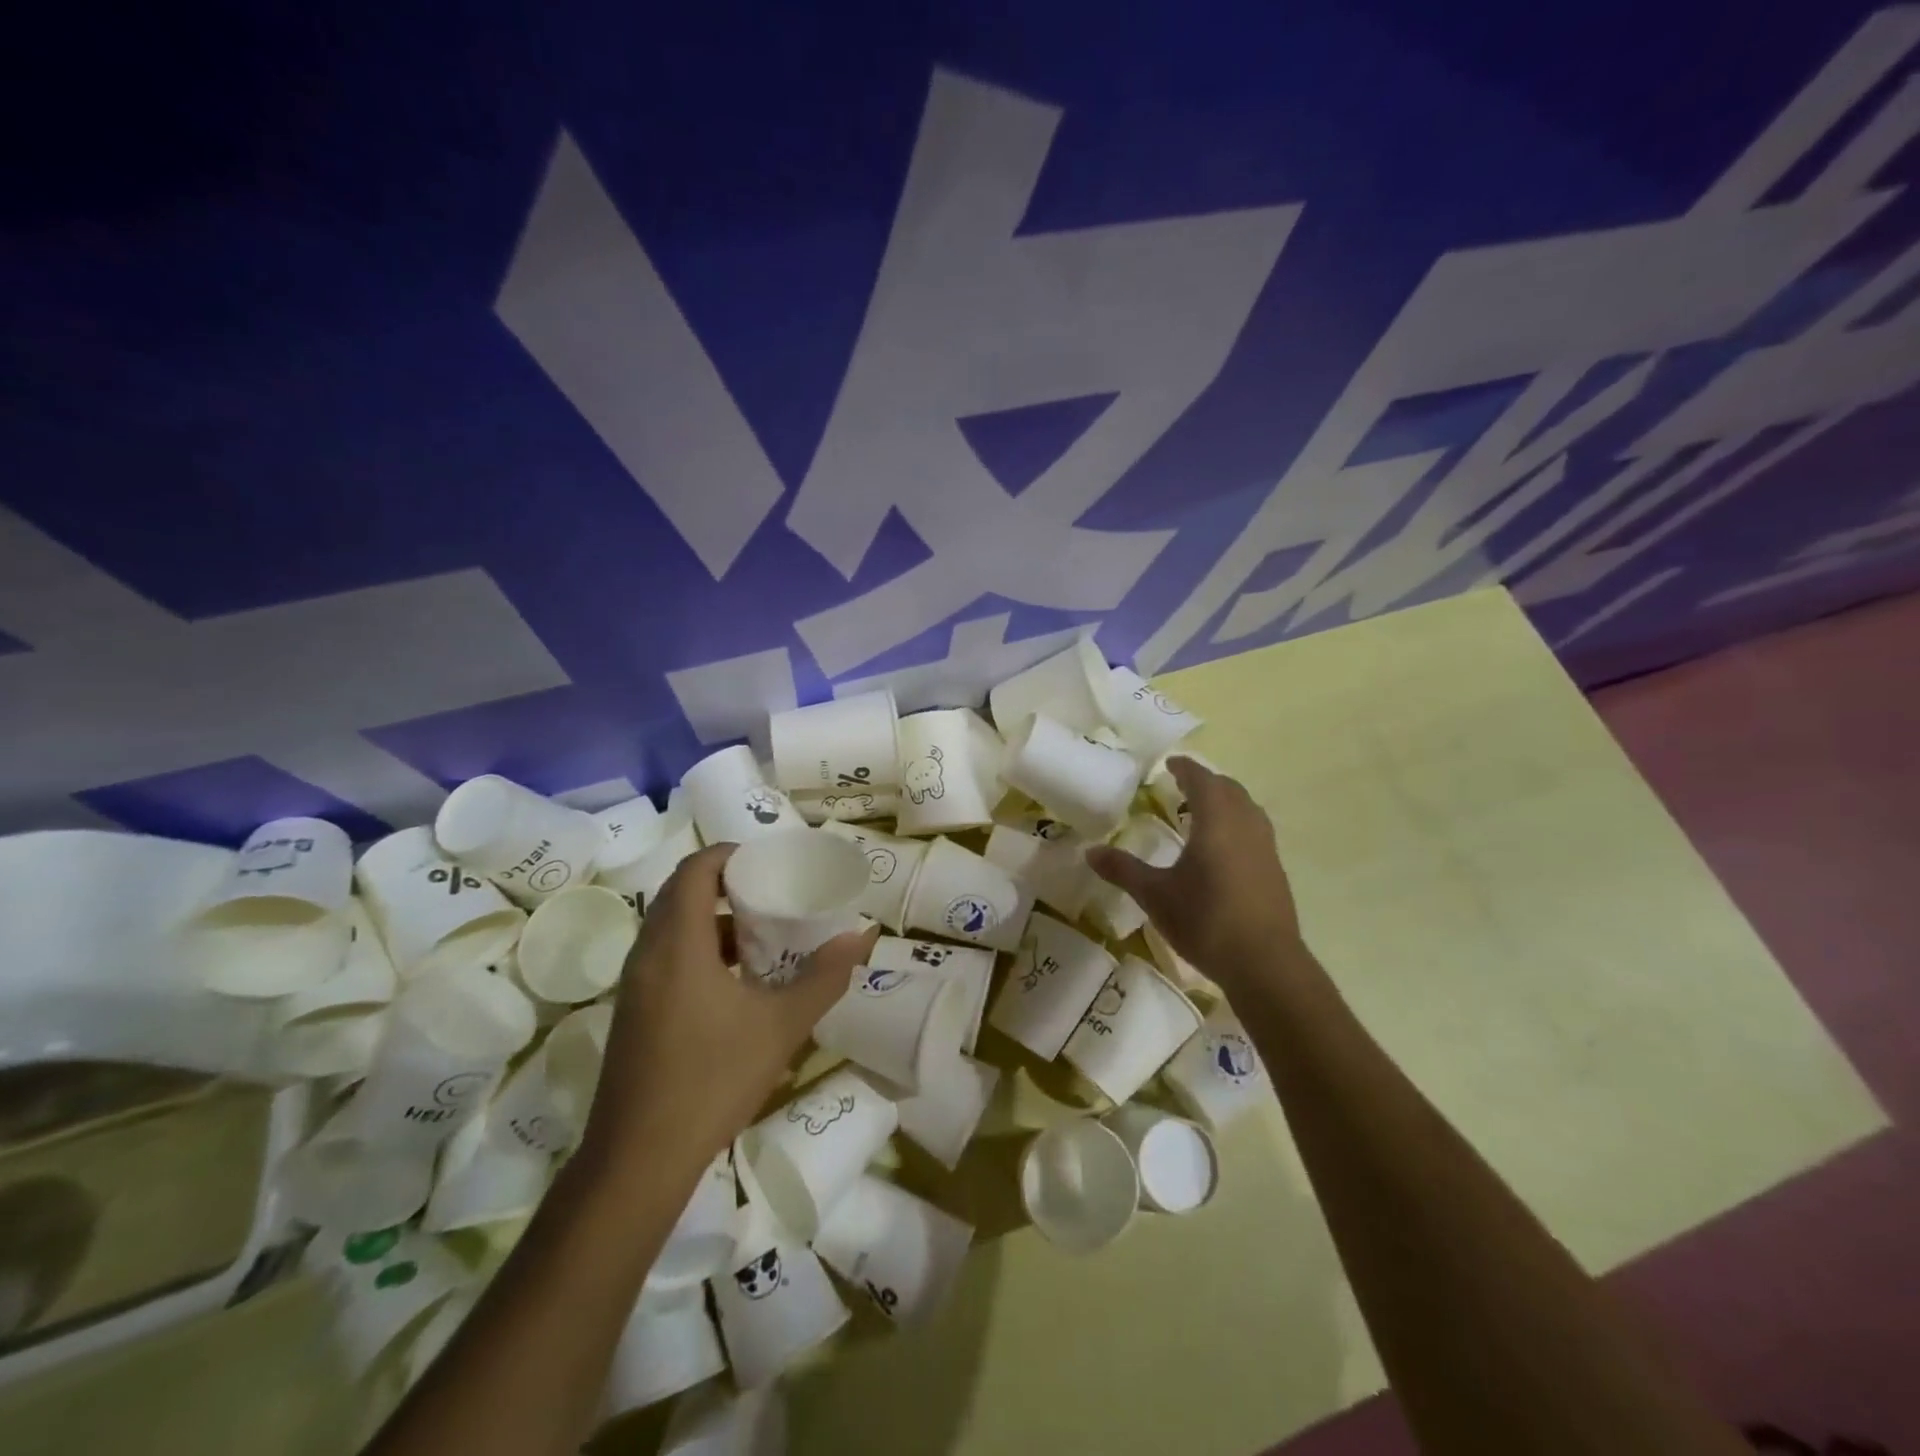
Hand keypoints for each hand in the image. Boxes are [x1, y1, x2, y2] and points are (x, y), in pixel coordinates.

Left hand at [579, 844, 877, 1180]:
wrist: (638, 1162)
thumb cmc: (712, 1080)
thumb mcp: (781, 1026)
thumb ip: (824, 977)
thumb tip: (863, 936)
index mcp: (678, 944)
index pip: (695, 869)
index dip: (731, 855)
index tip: (770, 861)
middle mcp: (648, 954)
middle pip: (682, 894)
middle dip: (727, 884)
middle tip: (774, 892)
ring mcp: (635, 986)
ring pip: (673, 929)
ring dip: (715, 920)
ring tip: (764, 935)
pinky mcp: (634, 1013)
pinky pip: (667, 958)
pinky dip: (701, 951)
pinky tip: (738, 983)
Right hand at [1086, 756, 1304, 984]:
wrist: (1265, 963)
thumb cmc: (1206, 919)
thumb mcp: (1155, 895)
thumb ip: (1123, 870)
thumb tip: (1090, 852)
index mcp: (1216, 820)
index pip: (1201, 780)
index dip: (1185, 768)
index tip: (1169, 764)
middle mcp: (1245, 825)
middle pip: (1228, 789)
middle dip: (1206, 782)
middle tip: (1181, 787)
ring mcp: (1265, 847)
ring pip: (1246, 808)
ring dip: (1224, 802)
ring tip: (1200, 814)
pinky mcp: (1275, 870)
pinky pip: (1254, 830)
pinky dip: (1236, 824)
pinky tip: (1221, 849)